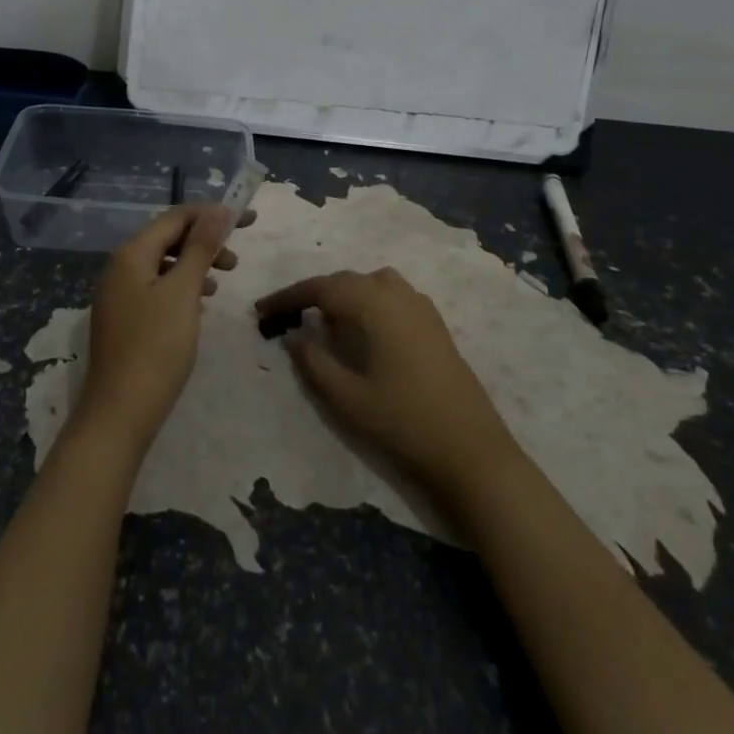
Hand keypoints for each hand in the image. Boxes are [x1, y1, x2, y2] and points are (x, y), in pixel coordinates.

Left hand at [78, 204, 246, 454]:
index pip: (175, 217)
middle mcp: (120, 267)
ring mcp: (119, 294)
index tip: (248, 221)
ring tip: (222, 281)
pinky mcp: (125, 319)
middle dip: (205, 241)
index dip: (212, 215)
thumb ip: (201, 248)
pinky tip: (199, 305)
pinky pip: (157, 288)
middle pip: (168, 238)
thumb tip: (218, 210)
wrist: (120, 413)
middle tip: (237, 259)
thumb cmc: (156, 347)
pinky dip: (182, 287)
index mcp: (131, 254)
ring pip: (164, 265)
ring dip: (195, 265)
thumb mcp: (183, 292)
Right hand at [256, 267, 518, 497]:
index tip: (262, 310)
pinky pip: (394, 297)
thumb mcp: (347, 398)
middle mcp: (400, 296)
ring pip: (373, 284)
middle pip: (348, 281)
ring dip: (345, 295)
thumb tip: (294, 335)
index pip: (323, 288)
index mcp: (376, 305)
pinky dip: (370, 302)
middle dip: (315, 294)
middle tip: (287, 317)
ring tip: (326, 322)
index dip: (289, 297)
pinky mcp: (435, 326)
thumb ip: (314, 362)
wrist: (472, 452)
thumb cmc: (404, 424)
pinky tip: (364, 332)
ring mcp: (422, 309)